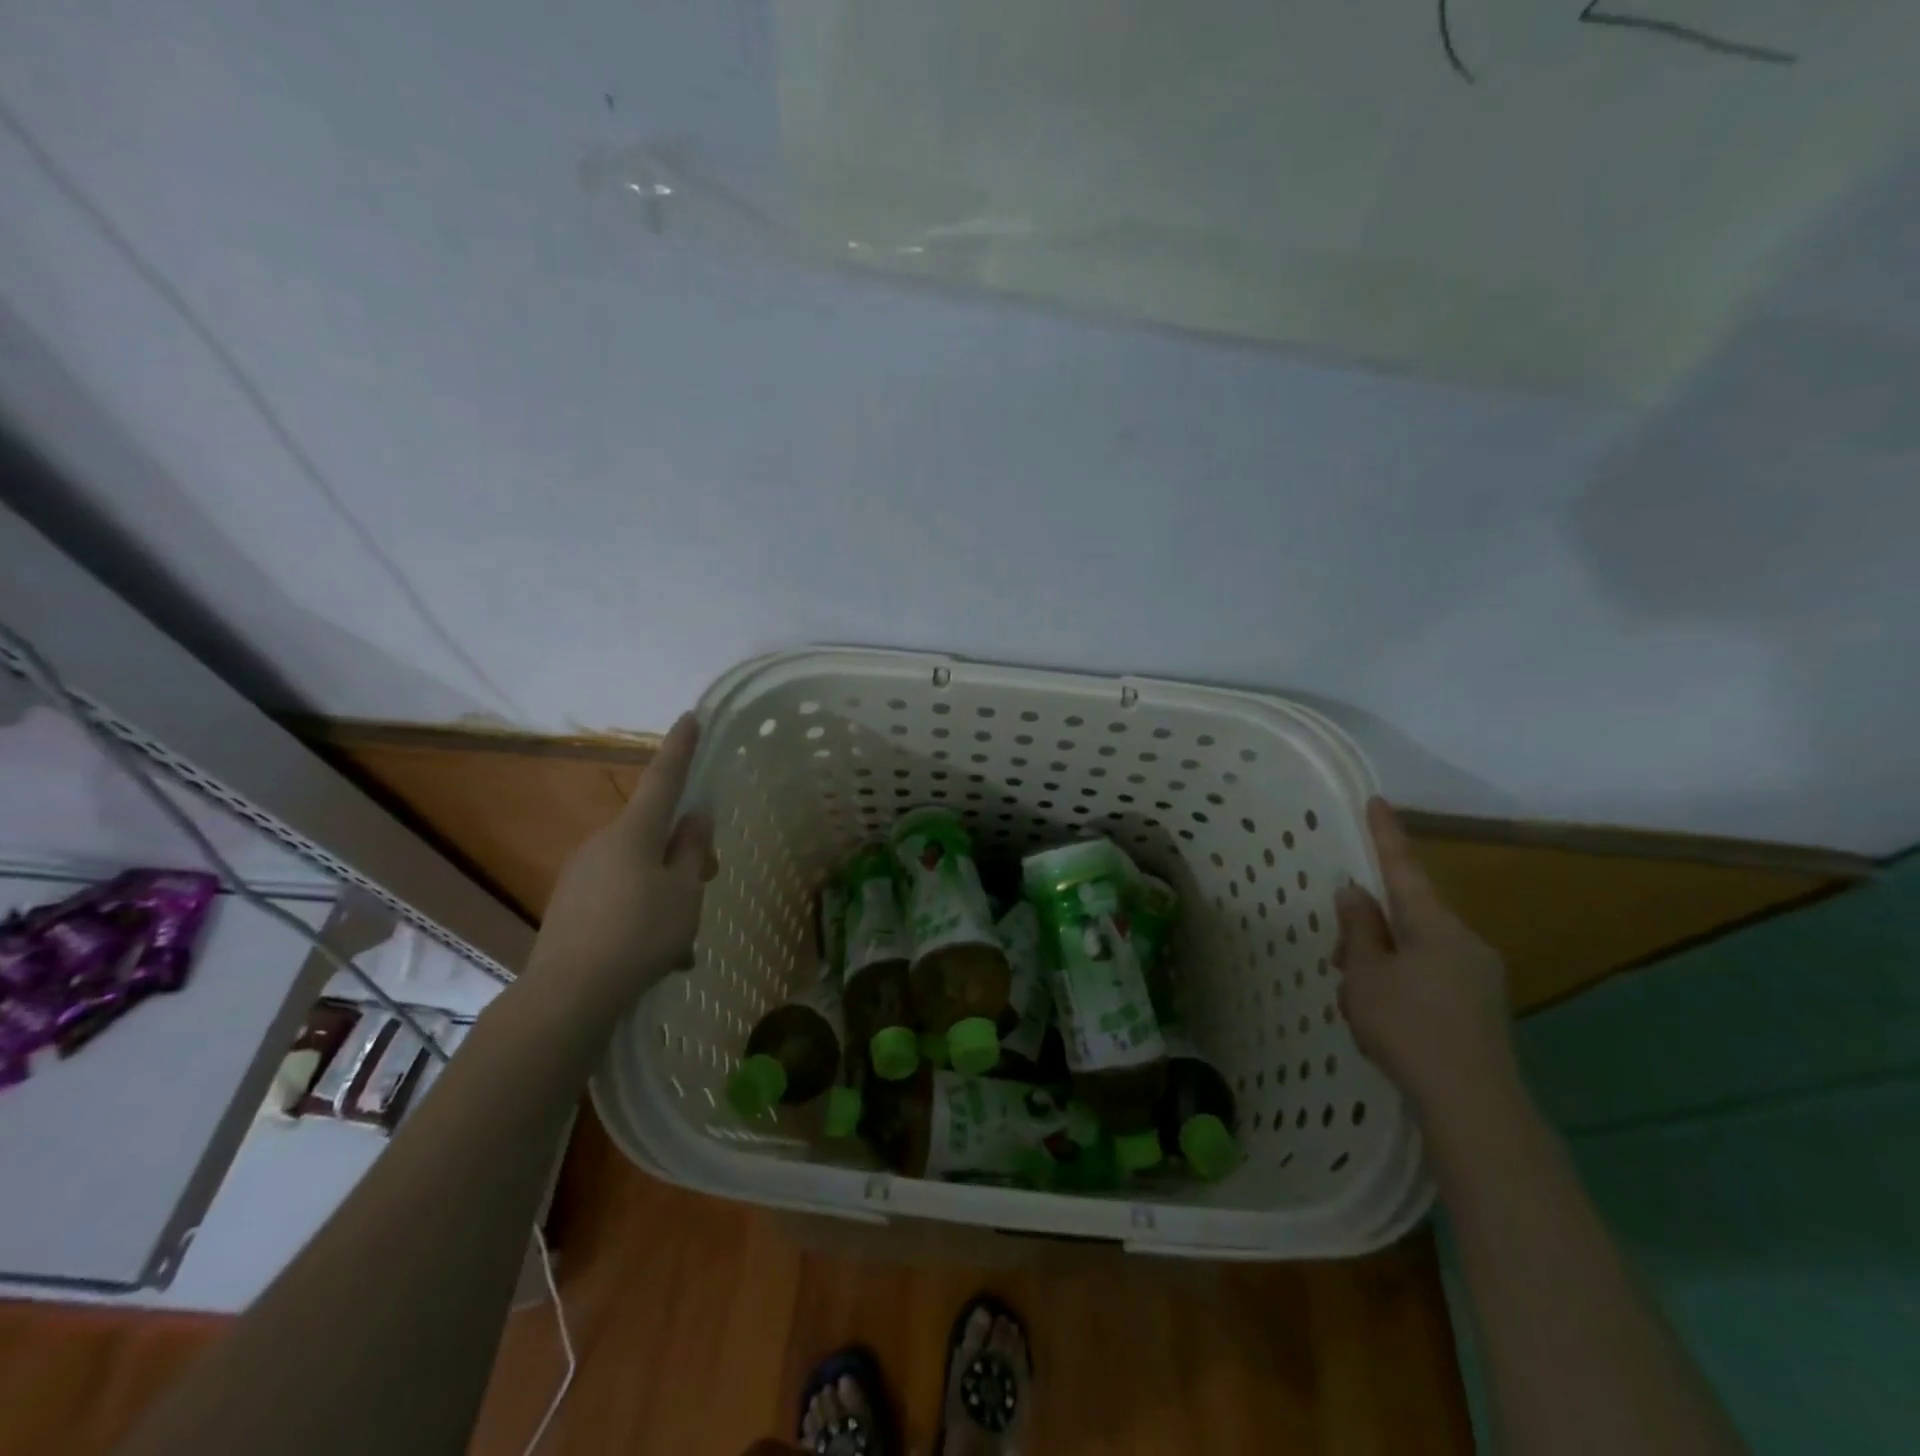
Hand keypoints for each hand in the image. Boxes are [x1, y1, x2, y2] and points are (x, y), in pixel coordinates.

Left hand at [525, 714, 716, 1010]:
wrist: (567, 995)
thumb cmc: (640, 934)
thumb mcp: (685, 893)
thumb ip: (693, 851)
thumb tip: (695, 817)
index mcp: (634, 833)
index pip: (663, 778)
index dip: (680, 748)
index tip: (689, 717)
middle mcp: (603, 844)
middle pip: (654, 833)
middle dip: (684, 850)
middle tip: (710, 880)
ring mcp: (582, 876)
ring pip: (639, 870)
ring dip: (666, 891)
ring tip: (685, 941)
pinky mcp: (571, 907)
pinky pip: (619, 897)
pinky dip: (643, 914)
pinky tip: (659, 956)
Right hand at [1333, 798, 1516, 1123]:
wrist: (1475, 1104)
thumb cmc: (1408, 1026)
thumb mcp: (1365, 974)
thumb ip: (1359, 930)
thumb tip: (1356, 892)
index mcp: (1433, 924)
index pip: (1403, 867)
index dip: (1385, 835)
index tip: (1376, 801)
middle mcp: (1464, 939)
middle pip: (1409, 913)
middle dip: (1372, 924)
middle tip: (1339, 955)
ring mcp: (1479, 974)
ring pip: (1419, 947)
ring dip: (1385, 957)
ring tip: (1358, 995)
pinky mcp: (1482, 1006)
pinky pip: (1434, 974)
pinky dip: (1404, 980)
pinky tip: (1386, 1014)